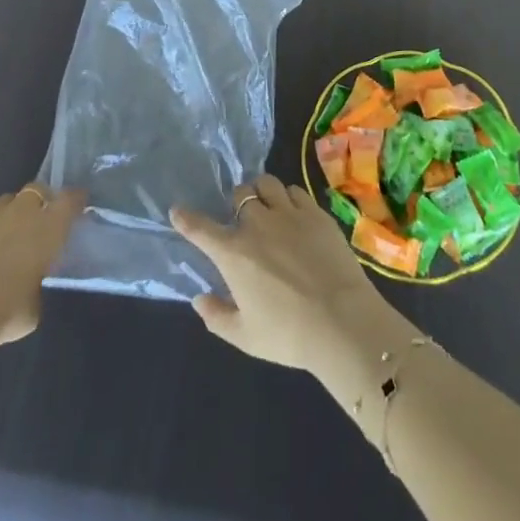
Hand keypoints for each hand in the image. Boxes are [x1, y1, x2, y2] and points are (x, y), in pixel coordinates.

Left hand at [0, 185, 85, 347]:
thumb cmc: (3, 313)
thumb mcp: (33, 309)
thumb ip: (36, 289)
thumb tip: (29, 287)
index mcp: (48, 229)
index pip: (70, 200)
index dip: (75, 200)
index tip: (78, 205)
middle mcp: (21, 213)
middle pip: (35, 190)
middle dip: (38, 200)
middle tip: (37, 220)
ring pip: (3, 199)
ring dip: (6, 212)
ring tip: (1, 231)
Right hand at [172, 174, 412, 383]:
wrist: (342, 320)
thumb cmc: (288, 334)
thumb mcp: (244, 336)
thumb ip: (216, 316)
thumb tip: (199, 299)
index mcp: (234, 254)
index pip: (201, 229)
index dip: (186, 218)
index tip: (177, 211)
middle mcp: (257, 224)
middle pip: (239, 195)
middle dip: (236, 203)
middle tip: (241, 217)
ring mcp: (289, 214)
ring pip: (267, 184)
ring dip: (261, 192)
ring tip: (266, 205)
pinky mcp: (316, 212)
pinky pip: (295, 191)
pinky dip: (288, 197)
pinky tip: (293, 212)